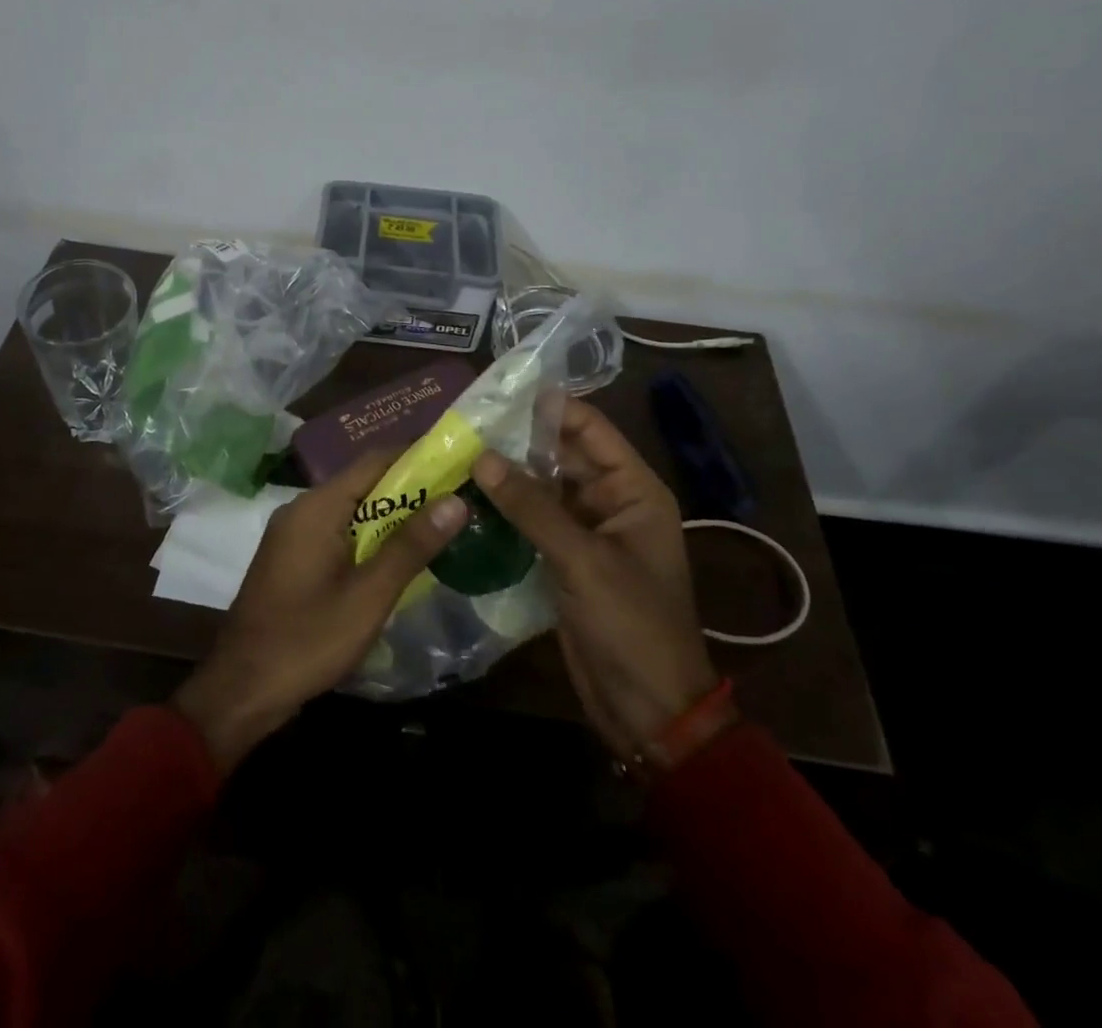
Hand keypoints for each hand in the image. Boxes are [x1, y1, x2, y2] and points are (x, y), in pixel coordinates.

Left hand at [172, 452, 465, 772]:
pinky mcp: (292, 558)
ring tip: (441, 523)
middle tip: (460, 497)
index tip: (459, 461)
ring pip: (351, 510)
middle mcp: (302, 509)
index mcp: (317, 507)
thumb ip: (411, 546)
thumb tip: (456, 501)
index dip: (418, 456)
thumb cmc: (307, 639)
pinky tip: (398, 556)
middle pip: (363, 483)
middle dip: (411, 488)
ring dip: (392, 515)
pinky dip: (369, 536)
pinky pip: (338, 532)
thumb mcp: (369, 595)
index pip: (375, 460)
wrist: (242, 689)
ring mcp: (293, 534)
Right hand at [469, 400, 722, 762]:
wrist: (647, 707)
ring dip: (505, 476)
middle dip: (515, 441)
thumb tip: (482, 457)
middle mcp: (609, 501)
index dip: (548, 407)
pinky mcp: (563, 559)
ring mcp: (584, 532)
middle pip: (560, 456)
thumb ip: (532, 507)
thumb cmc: (630, 625)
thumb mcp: (583, 560)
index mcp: (633, 490)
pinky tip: (464, 500)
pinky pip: (531, 521)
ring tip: (454, 454)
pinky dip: (503, 511)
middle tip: (461, 425)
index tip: (498, 394)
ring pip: (541, 489)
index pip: (590, 429)